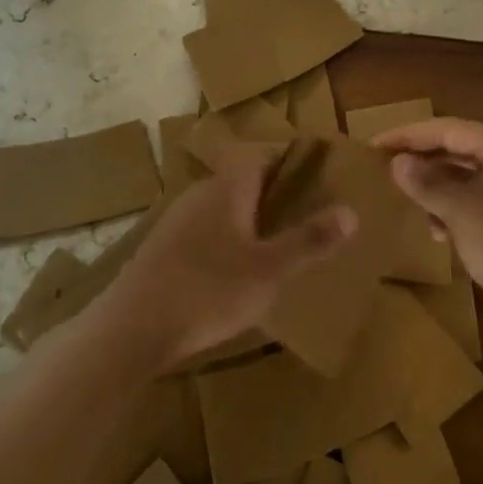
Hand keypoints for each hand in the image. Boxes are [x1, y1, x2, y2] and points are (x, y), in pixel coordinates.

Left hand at [102, 148, 356, 369]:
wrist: (131, 328)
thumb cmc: (207, 291)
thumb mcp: (269, 271)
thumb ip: (309, 240)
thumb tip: (351, 211)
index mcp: (227, 188)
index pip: (261, 155)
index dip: (289, 161)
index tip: (316, 178)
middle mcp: (200, 194)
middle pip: (242, 180)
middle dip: (273, 194)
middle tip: (305, 216)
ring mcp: (176, 220)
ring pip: (222, 208)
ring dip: (248, 220)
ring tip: (276, 247)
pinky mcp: (161, 248)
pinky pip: (204, 232)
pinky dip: (225, 241)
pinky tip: (233, 274)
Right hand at [373, 118, 482, 343]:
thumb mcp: (463, 214)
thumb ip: (427, 184)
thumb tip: (398, 162)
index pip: (446, 129)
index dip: (407, 135)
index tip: (374, 146)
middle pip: (458, 149)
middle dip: (421, 161)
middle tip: (385, 172)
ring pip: (468, 176)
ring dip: (437, 188)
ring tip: (410, 205)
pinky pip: (481, 199)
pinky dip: (457, 208)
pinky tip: (440, 231)